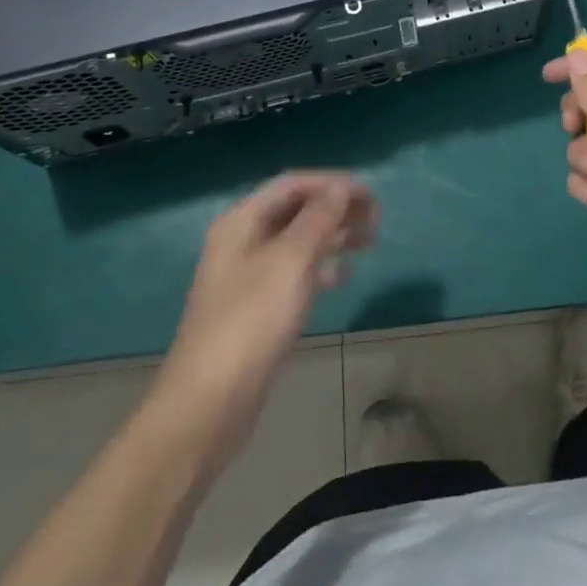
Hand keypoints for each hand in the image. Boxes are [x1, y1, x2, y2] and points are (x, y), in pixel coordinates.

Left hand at [154, 172, 377, 463]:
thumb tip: (340, 186)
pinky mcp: (258, 308)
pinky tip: (345, 275)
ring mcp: (249, 276)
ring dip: (334, 235)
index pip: (292, 184)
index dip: (332, 183)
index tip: (370, 194)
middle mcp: (243, 241)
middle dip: (336, 208)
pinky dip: (322, 267)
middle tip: (376, 217)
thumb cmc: (251, 322)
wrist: (210, 403)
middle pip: (296, 210)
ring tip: (370, 240)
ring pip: (299, 242)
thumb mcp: (290, 262)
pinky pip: (295, 273)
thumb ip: (318, 219)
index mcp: (242, 222)